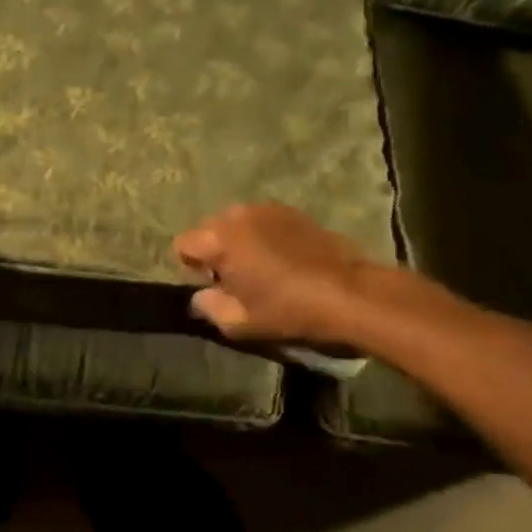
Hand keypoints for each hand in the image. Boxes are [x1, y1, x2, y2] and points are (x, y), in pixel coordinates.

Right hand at [172, 202, 390, 346]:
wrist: (349, 294)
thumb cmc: (287, 309)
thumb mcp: (238, 322)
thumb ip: (207, 307)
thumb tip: (200, 297)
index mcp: (219, 239)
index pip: (183, 244)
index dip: (191, 266)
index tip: (213, 285)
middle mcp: (237, 215)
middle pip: (208, 229)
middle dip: (214, 251)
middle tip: (236, 278)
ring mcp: (267, 209)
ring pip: (236, 223)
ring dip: (239, 241)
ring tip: (260, 267)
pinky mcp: (292, 211)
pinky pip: (262, 221)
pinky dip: (262, 235)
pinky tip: (282, 258)